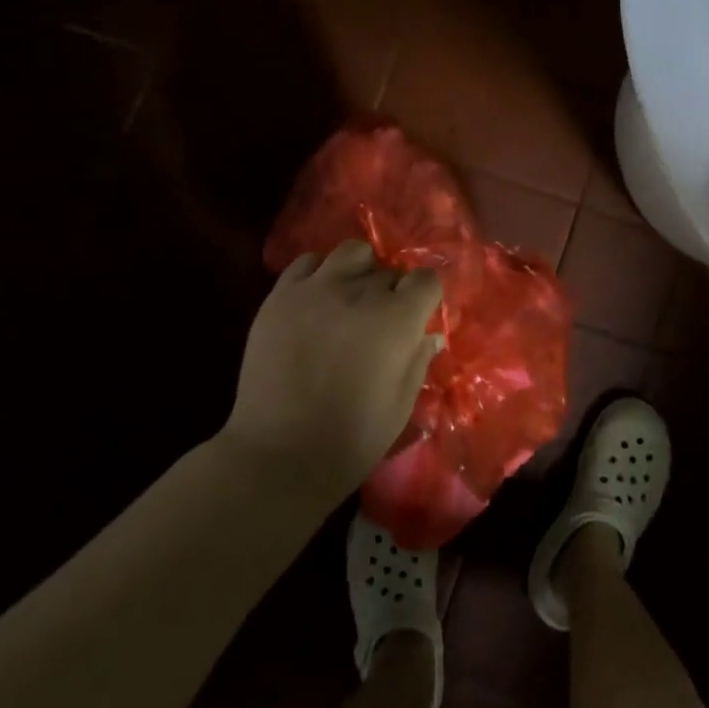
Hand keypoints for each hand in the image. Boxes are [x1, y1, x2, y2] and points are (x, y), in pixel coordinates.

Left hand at [224, 240, 445, 500]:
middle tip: (380, 322)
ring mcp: (317, 289)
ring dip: (360, 270)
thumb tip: (429, 334)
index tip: (418, 317)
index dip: (425, 298)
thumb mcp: (401, 405)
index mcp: (397, 320)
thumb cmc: (351, 439)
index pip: (426, 280)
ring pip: (352, 252)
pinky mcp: (281, 295)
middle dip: (392, 292)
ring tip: (350, 298)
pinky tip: (316, 300)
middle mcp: (361, 293)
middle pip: (389, 270)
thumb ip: (418, 360)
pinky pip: (307, 262)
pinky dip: (319, 274)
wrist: (279, 455)